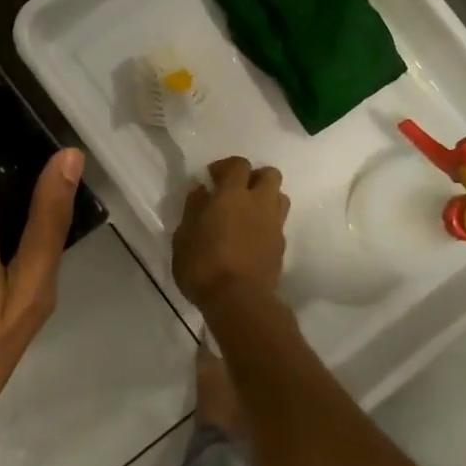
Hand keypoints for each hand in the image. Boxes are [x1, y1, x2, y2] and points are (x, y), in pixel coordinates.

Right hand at [172, 156, 289, 307]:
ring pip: (279, 197)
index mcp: (232, 195)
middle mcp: (259, 203)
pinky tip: (251, 237)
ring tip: (246, 213)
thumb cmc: (203, 265)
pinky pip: (278, 223)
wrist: (239, 301)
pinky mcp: (281, 246)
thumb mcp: (184, 236)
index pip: (238, 164)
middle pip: (269, 174)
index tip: (212, 178)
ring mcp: (274, 225)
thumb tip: (201, 190)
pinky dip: (267, 222)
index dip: (225, 166)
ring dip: (265, 198)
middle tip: (235, 192)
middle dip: (253, 177)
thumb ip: (194, 208)